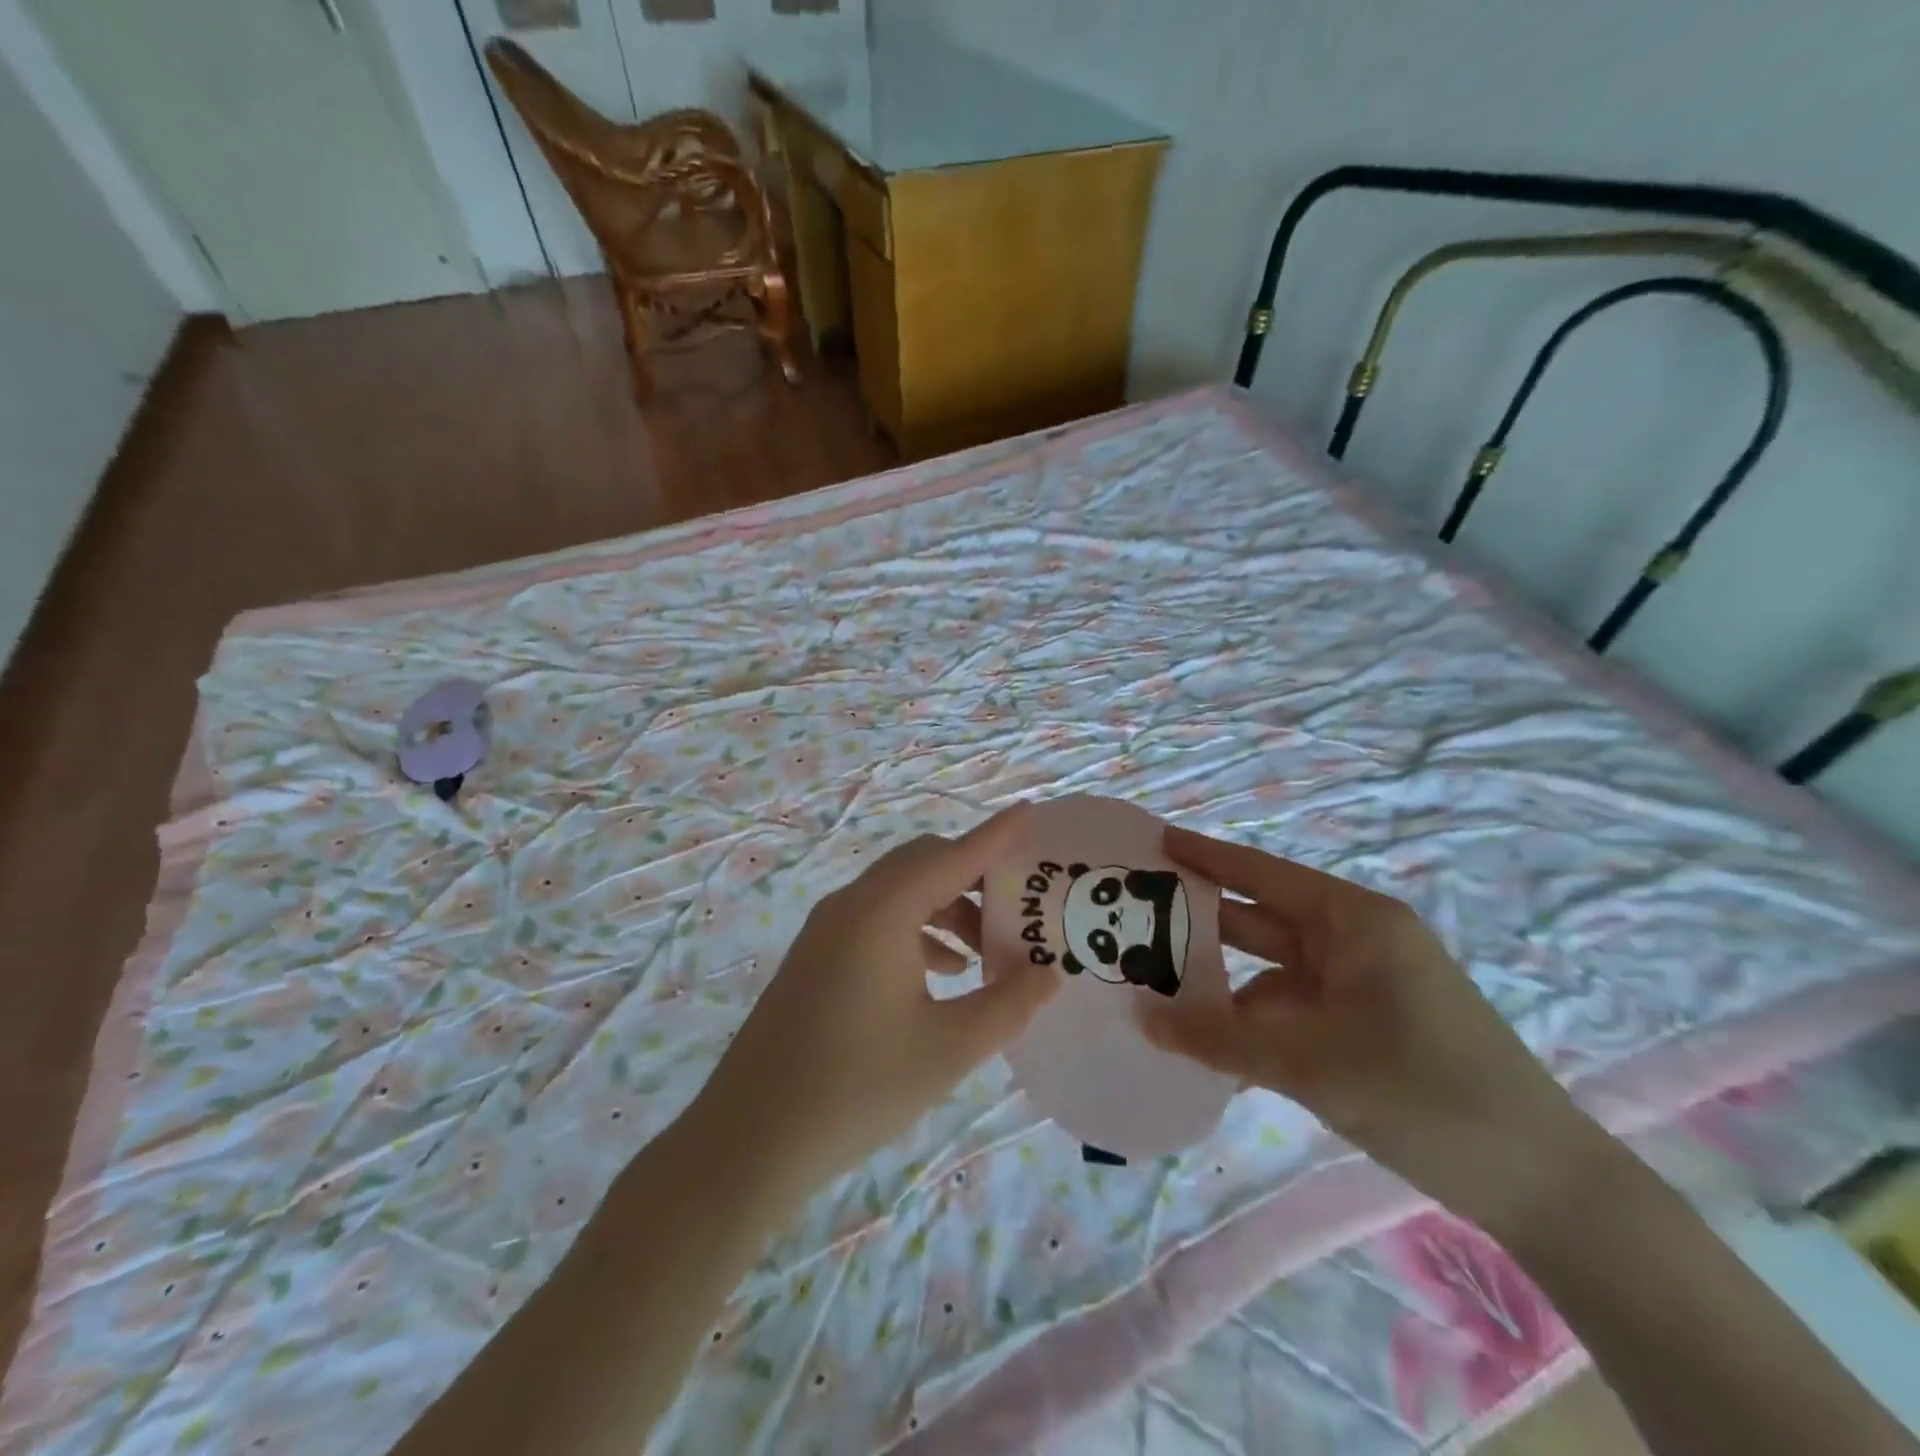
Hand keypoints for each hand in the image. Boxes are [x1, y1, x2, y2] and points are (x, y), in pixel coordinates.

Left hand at [692, 807, 1056, 1201]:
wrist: (750, 1138)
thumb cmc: (858, 1087)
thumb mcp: (949, 1048)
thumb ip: (1008, 1004)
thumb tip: (1050, 973)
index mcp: (884, 911)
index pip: (954, 857)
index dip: (996, 836)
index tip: (1030, 814)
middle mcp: (852, 905)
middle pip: (923, 864)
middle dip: (973, 875)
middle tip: (1018, 906)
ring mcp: (826, 929)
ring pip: (899, 893)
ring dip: (946, 907)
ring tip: (985, 952)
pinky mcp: (815, 956)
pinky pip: (876, 920)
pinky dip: (916, 930)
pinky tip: (941, 973)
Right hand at [1140, 826, 1602, 1230]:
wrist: (1541, 1185)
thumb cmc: (1426, 1093)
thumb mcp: (1311, 1064)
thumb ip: (1219, 1039)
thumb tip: (1141, 1018)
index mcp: (1354, 921)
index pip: (1261, 873)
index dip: (1205, 855)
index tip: (1154, 842)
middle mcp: (1354, 941)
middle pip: (1260, 919)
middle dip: (1199, 923)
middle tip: (1131, 920)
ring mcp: (1360, 985)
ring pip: (1270, 971)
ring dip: (1220, 984)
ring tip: (1153, 988)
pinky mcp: (1363, 1026)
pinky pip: (1290, 1010)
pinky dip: (1251, 1023)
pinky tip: (1206, 1043)